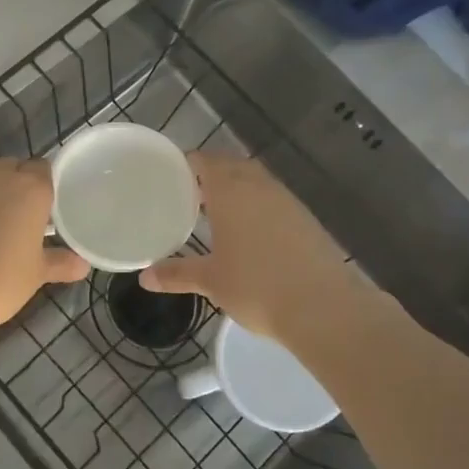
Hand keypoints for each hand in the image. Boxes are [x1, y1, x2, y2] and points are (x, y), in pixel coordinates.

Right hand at [140, 152, 363, 342]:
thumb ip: (177, 274)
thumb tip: (145, 278)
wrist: (324, 308)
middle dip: (211, 175)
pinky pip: (274, 200)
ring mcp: (287, 201)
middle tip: (189, 195)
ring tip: (216, 213)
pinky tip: (250, 233)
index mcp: (231, 191)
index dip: (187, 164)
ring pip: (255, 181)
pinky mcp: (306, 219)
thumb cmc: (257, 287)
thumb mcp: (211, 281)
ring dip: (236, 189)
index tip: (170, 177)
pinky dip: (257, 206)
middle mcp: (259, 186)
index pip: (204, 161)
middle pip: (231, 166)